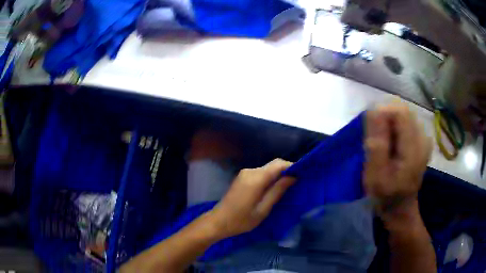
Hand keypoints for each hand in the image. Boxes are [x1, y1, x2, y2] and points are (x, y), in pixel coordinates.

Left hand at [210, 159, 294, 237]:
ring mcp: (245, 173)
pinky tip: (275, 187)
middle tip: (298, 181)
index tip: (303, 173)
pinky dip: (270, 177)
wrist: (218, 221)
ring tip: (289, 185)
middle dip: (287, 170)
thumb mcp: (263, 209)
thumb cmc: (242, 220)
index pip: (279, 164)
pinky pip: (261, 173)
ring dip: (279, 174)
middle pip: (273, 164)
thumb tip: (293, 177)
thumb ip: (277, 191)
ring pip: (267, 168)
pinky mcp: (242, 177)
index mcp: (256, 178)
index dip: (292, 166)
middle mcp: (250, 171)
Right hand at [364, 102, 431, 214]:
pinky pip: (407, 122)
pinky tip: (393, 143)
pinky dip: (396, 127)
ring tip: (385, 144)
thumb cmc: (386, 195)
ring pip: (404, 114)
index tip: (372, 132)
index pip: (400, 112)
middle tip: (377, 140)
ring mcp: (424, 138)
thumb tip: (373, 111)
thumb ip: (376, 145)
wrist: (401, 207)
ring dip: (390, 123)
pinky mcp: (422, 139)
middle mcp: (423, 138)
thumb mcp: (375, 176)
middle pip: (403, 110)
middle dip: (386, 119)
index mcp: (414, 150)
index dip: (382, 113)